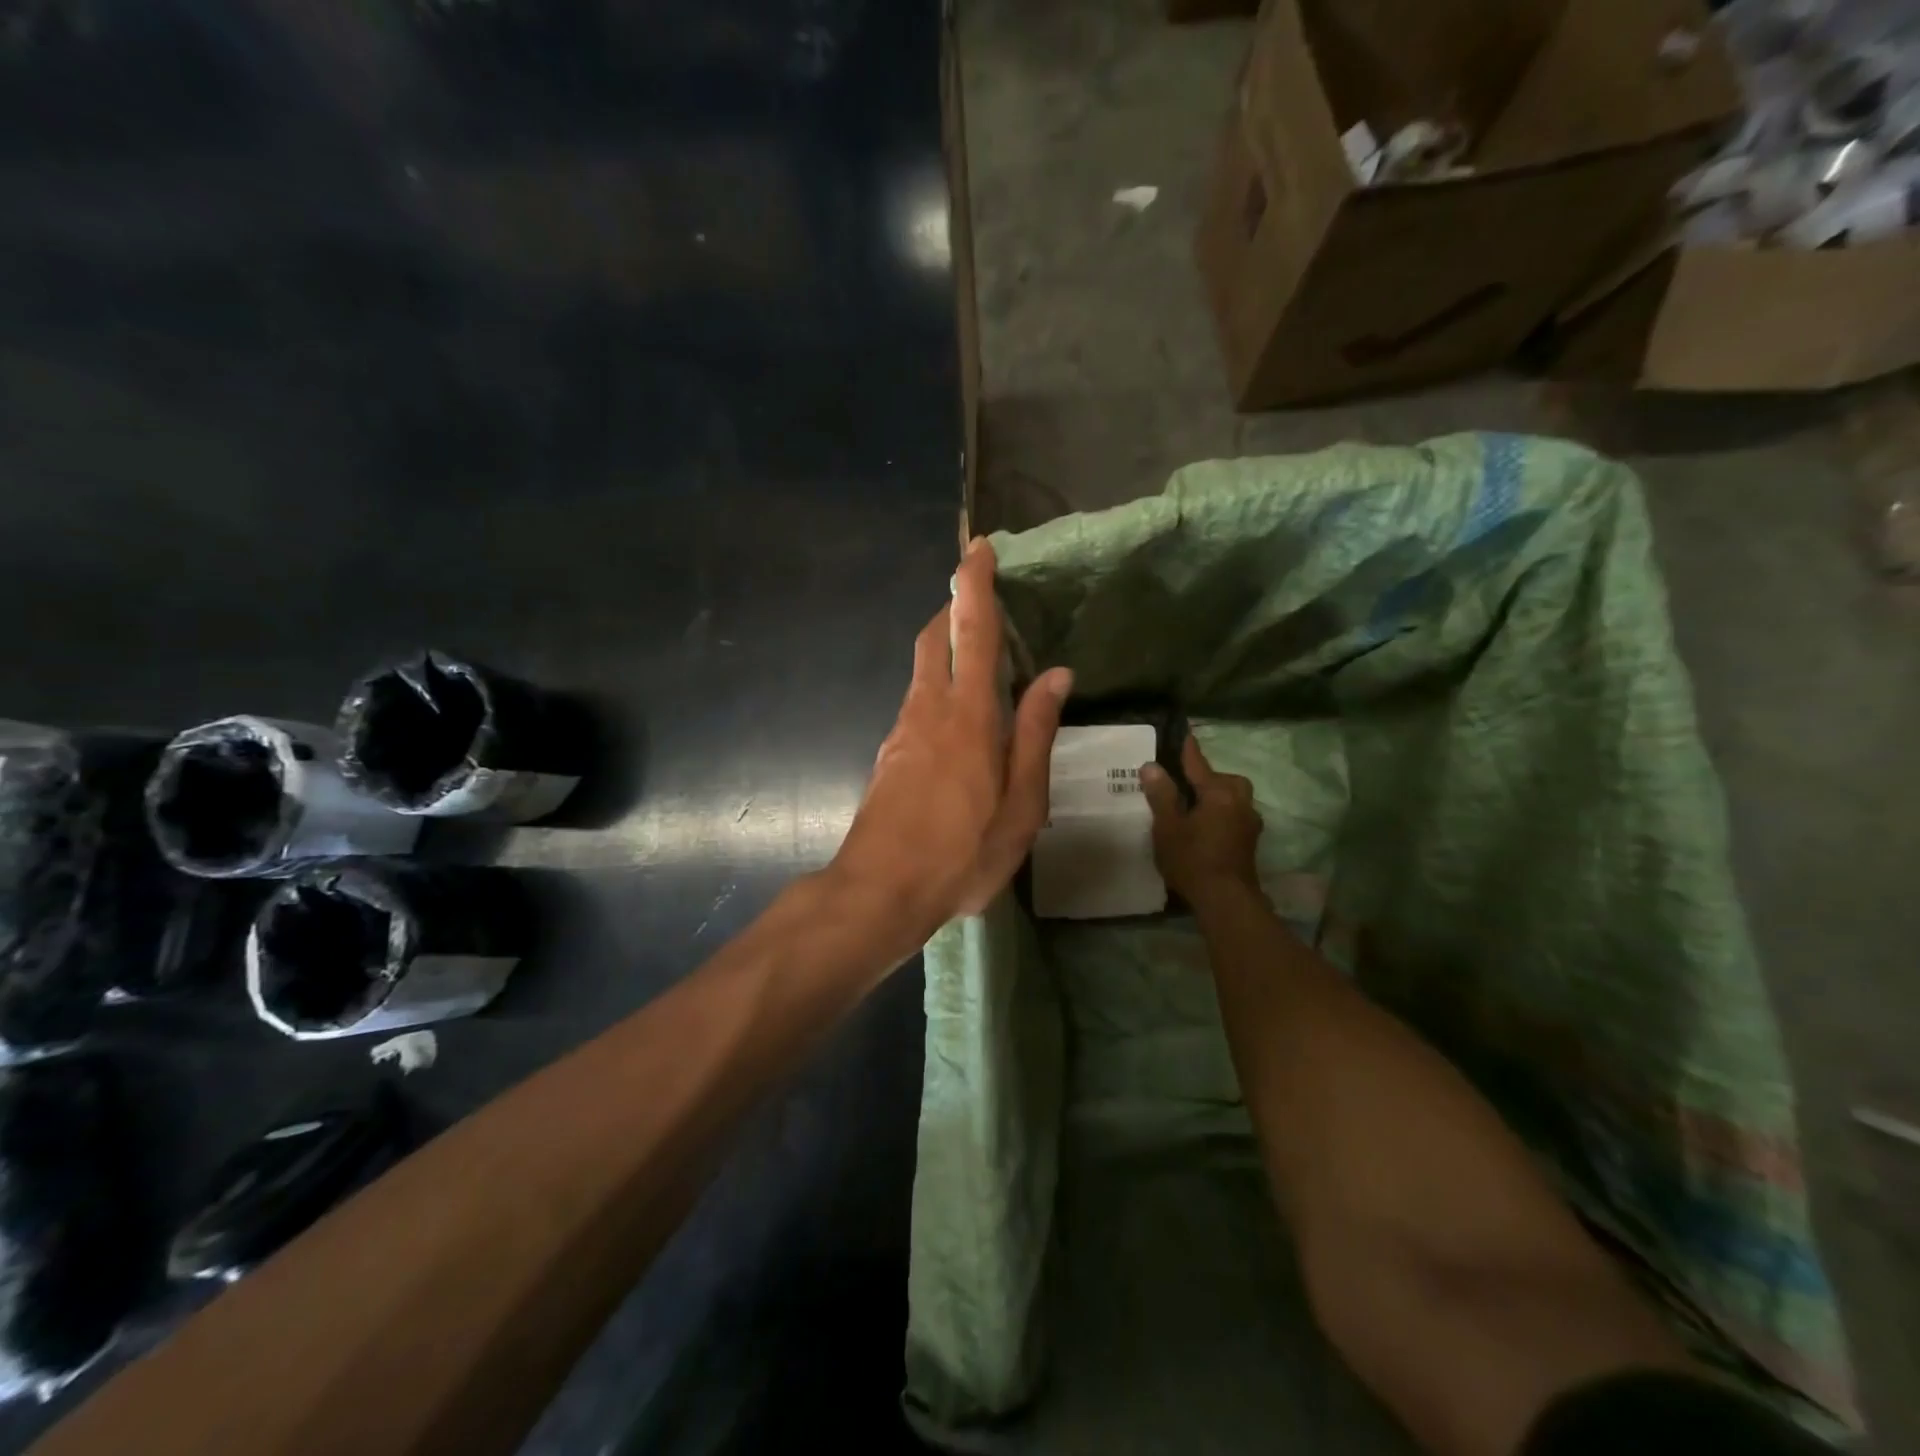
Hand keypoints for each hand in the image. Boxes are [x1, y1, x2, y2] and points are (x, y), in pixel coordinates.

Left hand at [830, 538, 1071, 946]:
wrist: (879, 890)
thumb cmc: (961, 852)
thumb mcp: (1020, 804)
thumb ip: (1036, 734)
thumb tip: (1055, 675)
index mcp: (969, 716)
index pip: (972, 631)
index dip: (975, 584)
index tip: (979, 547)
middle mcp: (929, 709)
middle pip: (934, 638)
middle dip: (953, 607)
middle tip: (982, 599)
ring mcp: (902, 731)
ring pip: (922, 670)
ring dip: (946, 647)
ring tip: (981, 658)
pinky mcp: (890, 755)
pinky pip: (917, 702)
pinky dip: (939, 688)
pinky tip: (960, 720)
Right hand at [1140, 736, 1262, 910]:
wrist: (1226, 900)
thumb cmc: (1192, 859)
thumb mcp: (1168, 826)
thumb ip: (1161, 795)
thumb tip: (1152, 766)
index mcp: (1219, 794)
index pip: (1199, 765)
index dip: (1189, 750)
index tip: (1185, 734)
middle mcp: (1239, 803)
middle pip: (1226, 780)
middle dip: (1210, 777)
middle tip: (1189, 782)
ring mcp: (1248, 824)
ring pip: (1235, 799)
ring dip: (1219, 796)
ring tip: (1197, 805)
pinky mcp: (1250, 843)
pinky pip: (1235, 816)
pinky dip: (1223, 814)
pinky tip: (1208, 827)